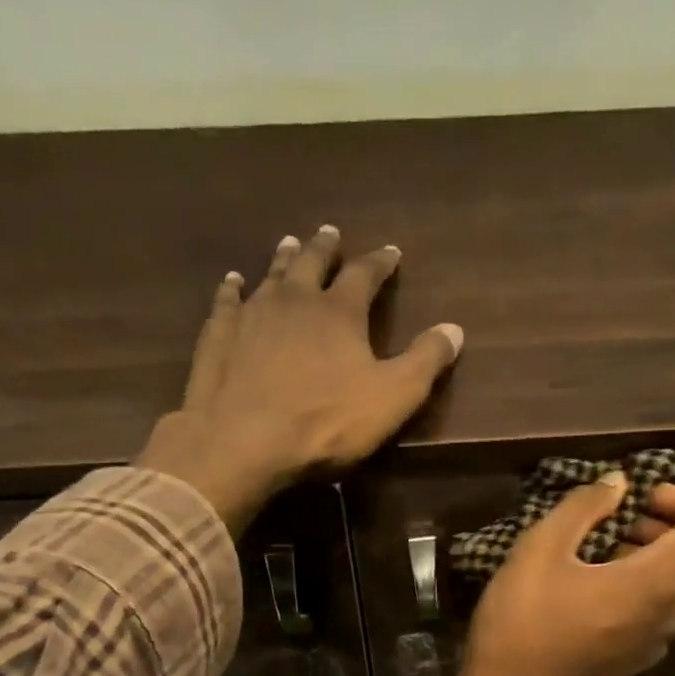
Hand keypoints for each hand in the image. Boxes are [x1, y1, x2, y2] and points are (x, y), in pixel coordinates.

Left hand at [137, 226, 463, 531]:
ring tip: (289, 243)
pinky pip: (227, 301)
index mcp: (340, 312)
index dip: (380, 263)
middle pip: (312, 262)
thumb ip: (425, 362)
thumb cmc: (325, 423)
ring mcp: (252, 314)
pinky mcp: (219, 336)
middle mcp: (295, 300)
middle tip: (330, 233)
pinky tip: (232, 282)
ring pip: (271, 275)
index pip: (365, 275)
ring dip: (283, 259)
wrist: (243, 442)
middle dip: (325, 247)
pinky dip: (232, 288)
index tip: (390, 251)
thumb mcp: (392, 399)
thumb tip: (455, 328)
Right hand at [456, 475, 674, 675]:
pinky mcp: (641, 657)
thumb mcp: (540, 550)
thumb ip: (584, 506)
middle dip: (665, 519)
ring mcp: (660, 640)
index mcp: (660, 581)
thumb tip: (619, 484)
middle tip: (611, 519)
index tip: (635, 500)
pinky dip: (641, 581)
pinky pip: (661, 605)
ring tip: (596, 549)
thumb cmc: (521, 623)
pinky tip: (591, 587)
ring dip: (651, 550)